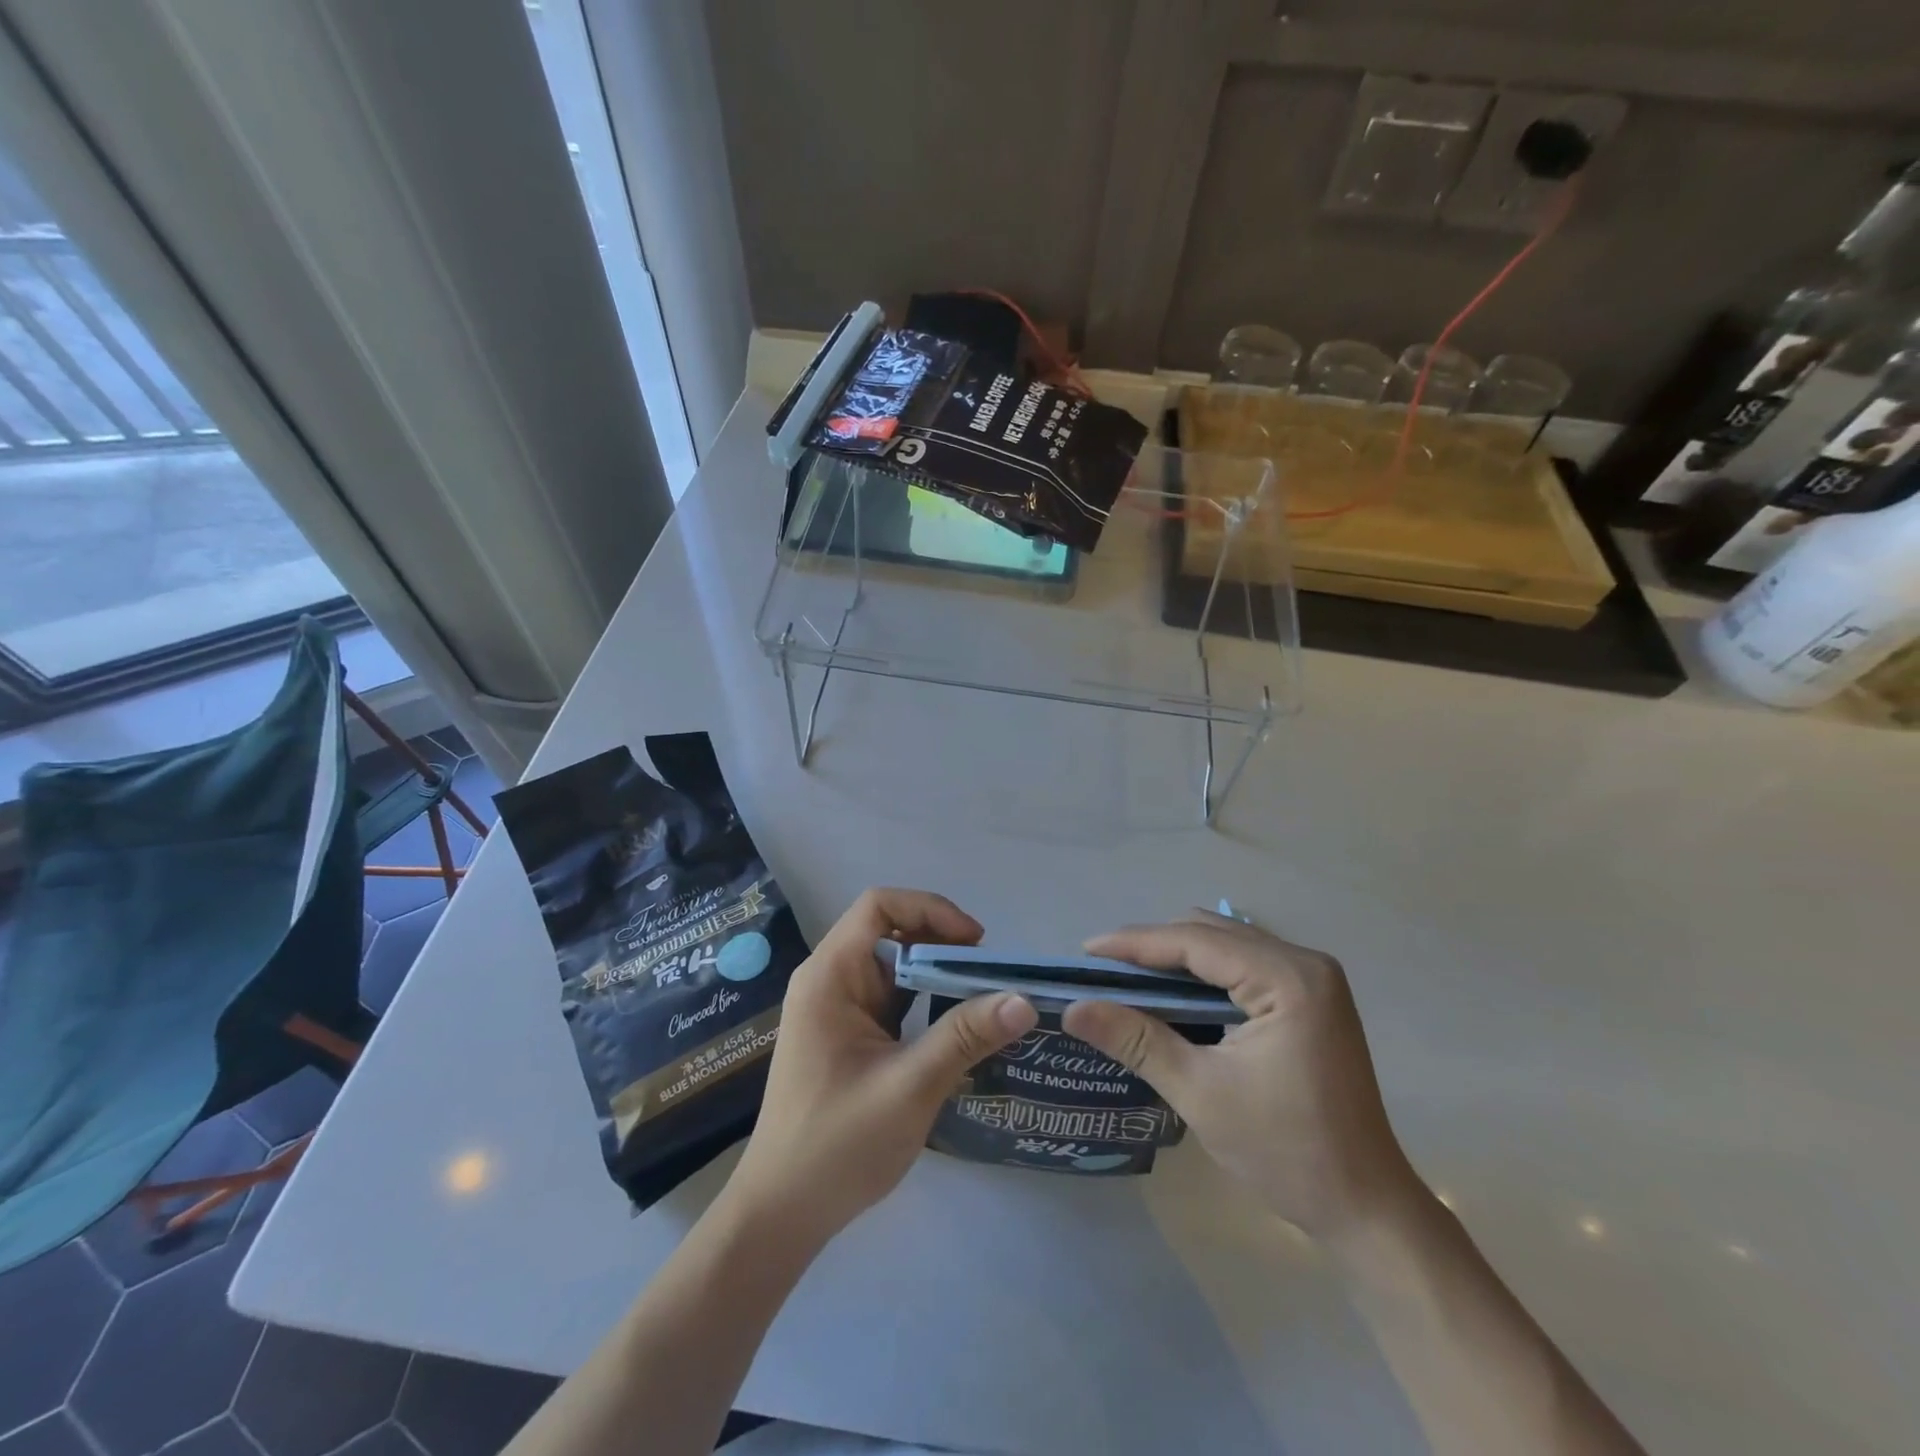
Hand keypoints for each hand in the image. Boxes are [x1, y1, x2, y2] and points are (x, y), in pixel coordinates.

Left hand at [726, 888, 1037, 1245]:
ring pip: (895, 966)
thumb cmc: (836, 1146)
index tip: (975, 942)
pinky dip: (926, 1000)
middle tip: (990, 975)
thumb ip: (965, 1037)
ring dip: (938, 973)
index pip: (879, 906)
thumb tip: (1024, 1000)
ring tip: (983, 997)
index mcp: (830, 976)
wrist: (782, 1214)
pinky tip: (958, 1024)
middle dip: (942, 943)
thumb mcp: (909, 1088)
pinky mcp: (849, 1034)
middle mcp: (830, 980)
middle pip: (890, 931)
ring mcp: (838, 1008)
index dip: (930, 910)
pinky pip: (893, 998)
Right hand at [1062, 911, 1417, 1239]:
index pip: (1196, 942)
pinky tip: (1176, 994)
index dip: (1136, 943)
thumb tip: (1073, 1009)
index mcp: (1288, 979)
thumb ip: (1136, 1040)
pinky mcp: (1313, 998)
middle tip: (1104, 970)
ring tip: (1130, 979)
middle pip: (1211, 934)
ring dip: (1178, 958)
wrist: (1365, 1207)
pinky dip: (1205, 973)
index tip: (1087, 950)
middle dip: (1154, 947)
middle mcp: (1305, 963)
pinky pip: (1245, 964)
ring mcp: (1314, 979)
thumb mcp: (1200, 1093)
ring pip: (1227, 945)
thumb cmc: (1285, 1151)